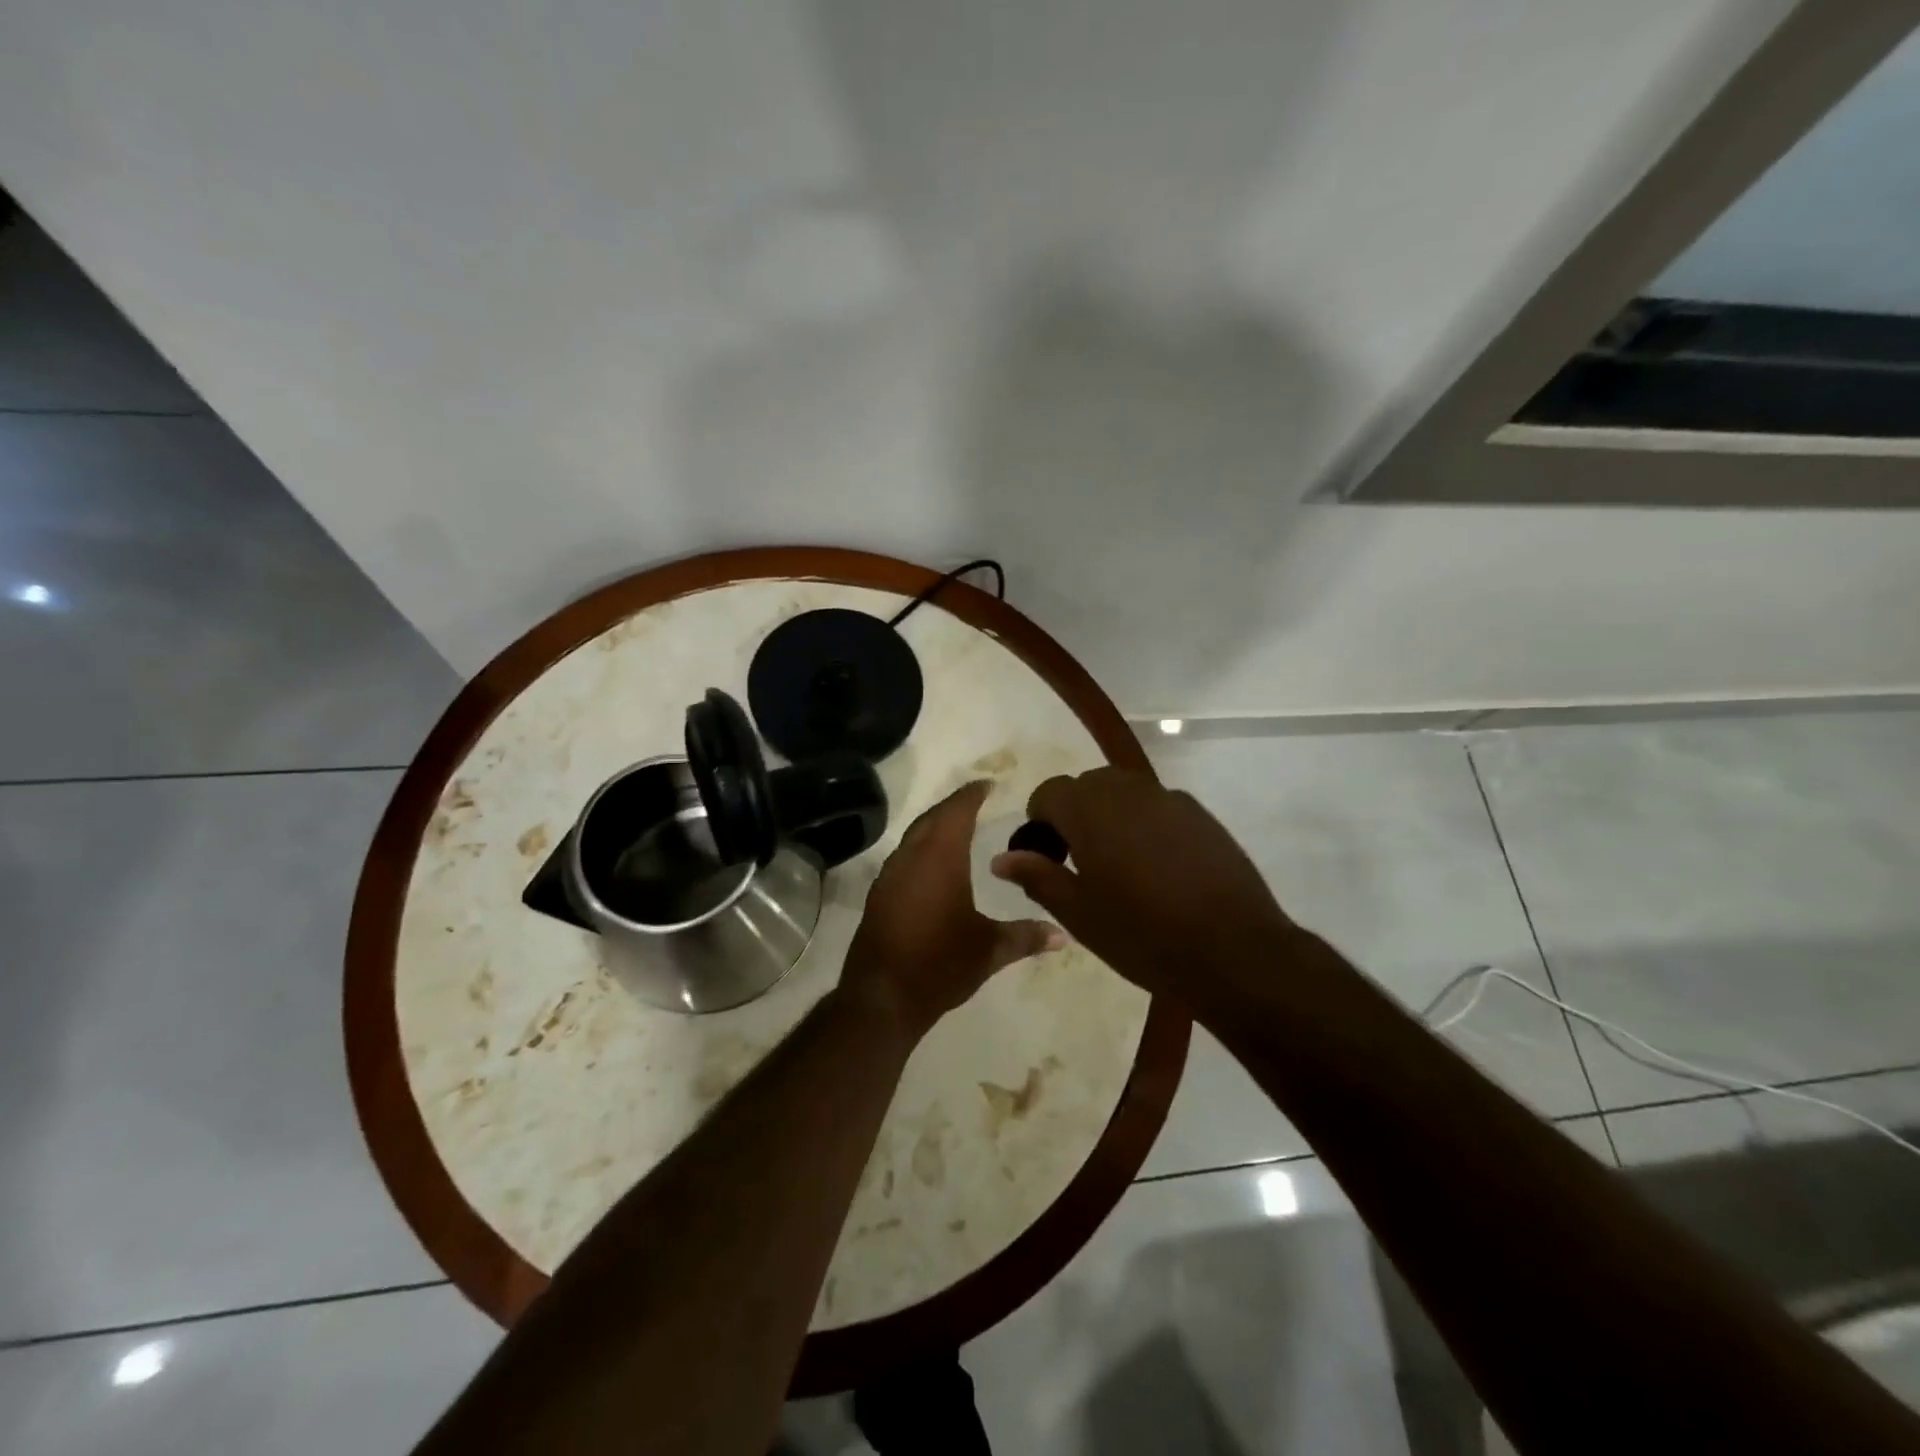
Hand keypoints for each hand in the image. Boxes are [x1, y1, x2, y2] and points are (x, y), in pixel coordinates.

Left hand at [838, 780, 1064, 1041]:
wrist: (882, 998)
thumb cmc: (941, 964)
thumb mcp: (990, 950)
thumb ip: (1026, 936)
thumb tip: (1063, 935)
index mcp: (940, 858)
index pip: (957, 812)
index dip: (972, 795)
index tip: (987, 784)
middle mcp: (911, 857)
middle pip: (932, 818)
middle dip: (953, 806)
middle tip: (975, 801)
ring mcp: (890, 876)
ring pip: (914, 837)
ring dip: (934, 827)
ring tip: (957, 828)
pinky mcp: (879, 896)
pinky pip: (903, 857)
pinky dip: (920, 849)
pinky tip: (933, 866)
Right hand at [989, 767, 1293, 1006]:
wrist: (1235, 951)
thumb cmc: (1144, 935)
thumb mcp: (1079, 914)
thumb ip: (1037, 876)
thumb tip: (1001, 858)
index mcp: (1090, 810)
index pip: (1049, 792)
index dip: (1039, 821)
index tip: (1045, 856)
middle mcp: (1128, 791)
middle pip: (1086, 786)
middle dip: (1073, 814)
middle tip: (1078, 862)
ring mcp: (1170, 799)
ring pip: (1123, 791)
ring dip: (1109, 815)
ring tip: (1118, 864)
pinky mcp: (1201, 815)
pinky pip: (1157, 806)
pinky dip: (1144, 823)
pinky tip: (1158, 867)